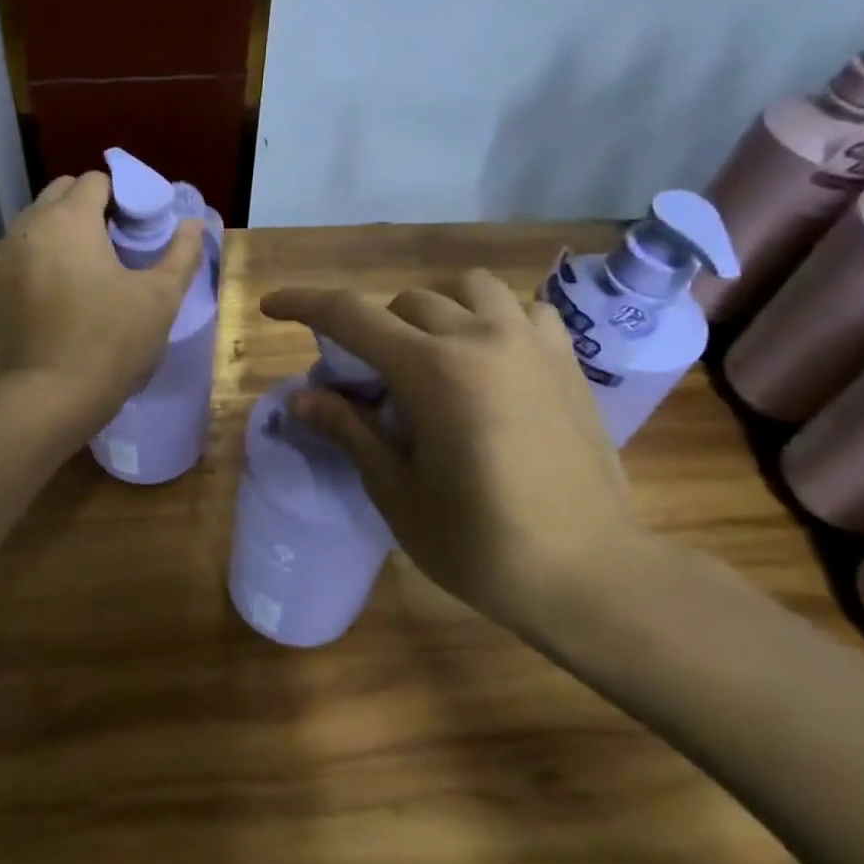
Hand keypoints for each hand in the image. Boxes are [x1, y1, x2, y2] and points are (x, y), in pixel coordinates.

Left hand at [0, 172, 203, 430]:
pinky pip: (23, 254)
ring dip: (64, 230)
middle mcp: (29, 226)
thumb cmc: (111, 342)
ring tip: (91, 267)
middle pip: (61, 193)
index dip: (124, 196)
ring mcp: (5, 257)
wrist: (48, 397)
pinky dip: (43, 257)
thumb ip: (181, 253)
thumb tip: (193, 224)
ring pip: (38, 223)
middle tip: (118, 242)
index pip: (96, 180)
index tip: (140, 226)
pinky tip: (63, 292)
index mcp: (69, 219)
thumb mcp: (160, 298)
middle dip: (90, 206)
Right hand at [260, 272, 657, 634]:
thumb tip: (300, 396)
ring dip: (432, 310)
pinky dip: (490, 319)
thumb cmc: (481, 544)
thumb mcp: (397, 492)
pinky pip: (521, 310)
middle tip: (364, 381)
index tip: (272, 306)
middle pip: (404, 302)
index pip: (350, 314)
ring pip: (466, 289)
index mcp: (433, 370)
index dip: (303, 303)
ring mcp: (531, 343)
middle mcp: (481, 338)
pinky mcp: (566, 361)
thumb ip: (349, 431)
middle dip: (371, 331)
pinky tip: (487, 359)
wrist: (592, 573)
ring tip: (426, 356)